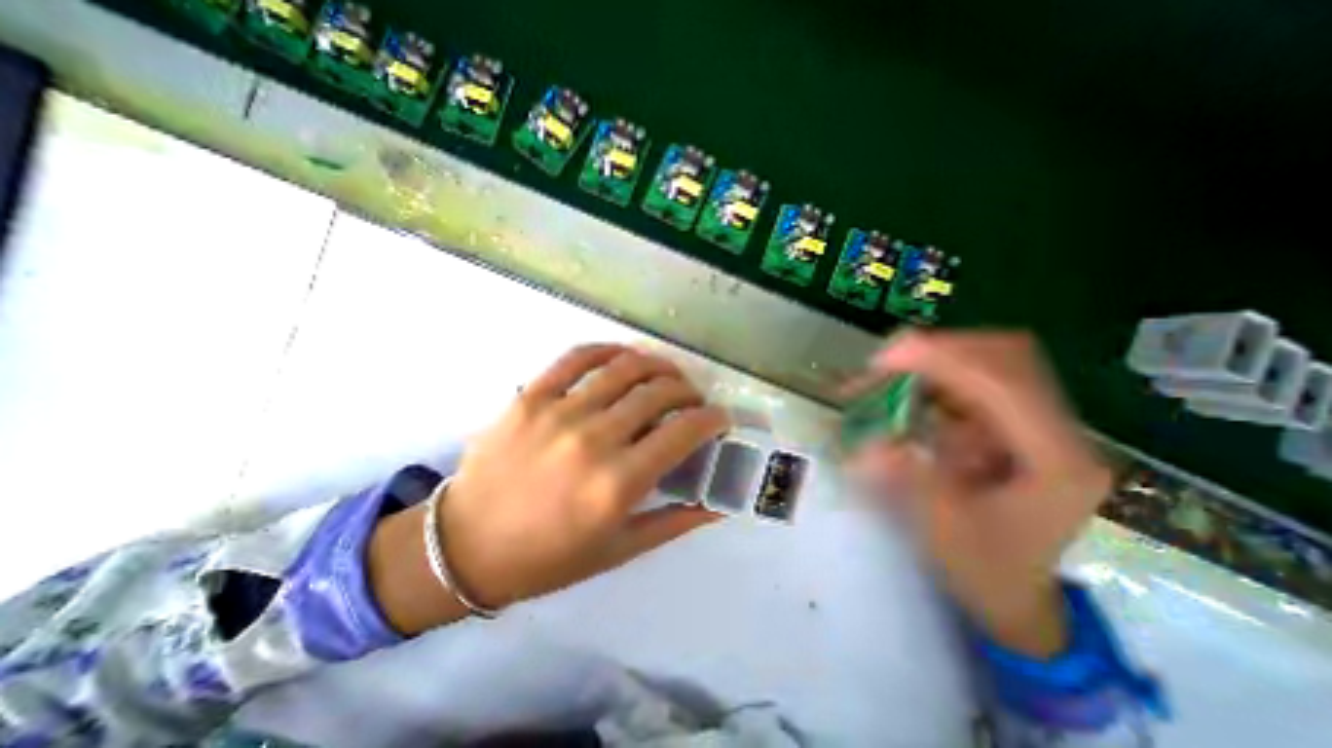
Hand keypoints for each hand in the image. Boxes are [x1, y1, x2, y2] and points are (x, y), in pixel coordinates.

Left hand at [369, 341, 726, 634]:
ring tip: (666, 374)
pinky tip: (623, 358)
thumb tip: (719, 504)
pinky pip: (577, 357)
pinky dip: (608, 351)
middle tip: (693, 400)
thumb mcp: (619, 550)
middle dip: (689, 391)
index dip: (712, 419)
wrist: (463, 547)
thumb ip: (675, 522)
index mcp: (618, 483)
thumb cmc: (546, 558)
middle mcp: (594, 439)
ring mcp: (559, 411)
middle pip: (659, 392)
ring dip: (657, 365)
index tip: (720, 419)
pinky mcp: (531, 396)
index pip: (684, 431)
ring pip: (625, 367)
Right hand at [858, 331, 1109, 653]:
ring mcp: (1038, 423)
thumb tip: (870, 442)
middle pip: (1007, 356)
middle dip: (940, 349)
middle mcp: (1059, 431)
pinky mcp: (1013, 423)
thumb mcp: (943, 529)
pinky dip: (934, 375)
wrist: (1014, 590)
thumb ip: (909, 479)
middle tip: (884, 361)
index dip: (945, 360)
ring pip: (991, 361)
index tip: (886, 357)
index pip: (1006, 384)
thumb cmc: (984, 568)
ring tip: (886, 372)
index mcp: (1057, 461)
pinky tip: (903, 388)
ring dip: (934, 359)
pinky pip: (974, 379)